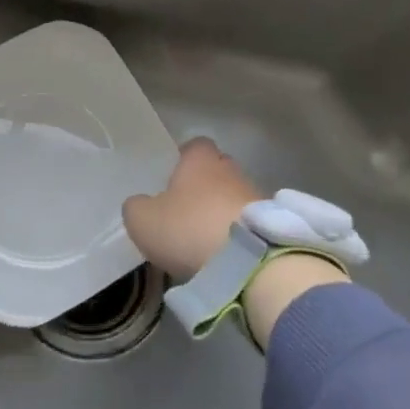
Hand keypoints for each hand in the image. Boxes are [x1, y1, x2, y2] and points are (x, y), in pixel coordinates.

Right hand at [122, 138, 258, 279]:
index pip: (195, 145)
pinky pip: (249, 223)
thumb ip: (136, 206)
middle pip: (217, 169)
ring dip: (222, 211)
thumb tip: (141, 204)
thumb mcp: (142, 219)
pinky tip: (225, 253)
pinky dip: (237, 233)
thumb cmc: (188, 228)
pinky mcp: (272, 226)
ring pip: (234, 196)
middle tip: (185, 209)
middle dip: (204, 185)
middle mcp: (231, 170)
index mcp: (200, 161)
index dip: (183, 159)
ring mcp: (257, 197)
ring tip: (205, 237)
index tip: (172, 178)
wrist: (247, 262)